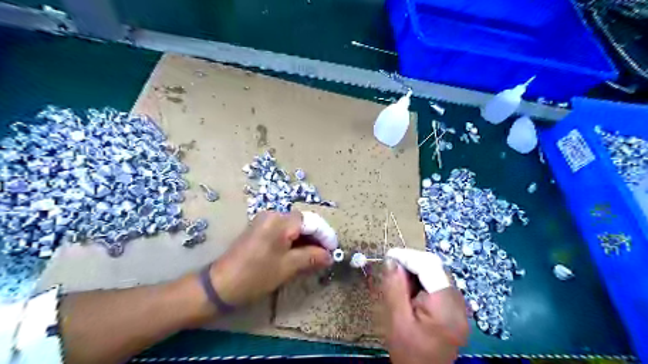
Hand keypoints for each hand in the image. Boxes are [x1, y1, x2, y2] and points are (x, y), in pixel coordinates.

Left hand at [211, 210, 330, 306]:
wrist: (220, 285)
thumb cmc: (256, 275)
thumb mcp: (288, 267)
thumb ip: (312, 257)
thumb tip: (329, 256)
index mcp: (280, 221)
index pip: (311, 222)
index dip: (325, 235)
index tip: (335, 250)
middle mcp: (273, 215)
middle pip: (303, 222)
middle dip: (316, 237)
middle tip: (326, 255)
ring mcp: (265, 221)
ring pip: (294, 227)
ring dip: (306, 239)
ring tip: (316, 256)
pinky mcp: (260, 229)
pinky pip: (283, 230)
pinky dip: (294, 240)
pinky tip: (300, 253)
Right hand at [380, 258, 466, 363]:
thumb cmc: (409, 352)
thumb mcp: (397, 320)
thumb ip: (395, 287)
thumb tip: (391, 260)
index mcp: (446, 308)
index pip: (430, 267)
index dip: (409, 257)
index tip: (389, 256)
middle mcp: (459, 304)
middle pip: (437, 268)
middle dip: (413, 262)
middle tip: (392, 266)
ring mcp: (460, 307)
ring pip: (438, 274)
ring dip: (417, 270)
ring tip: (398, 277)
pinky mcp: (456, 310)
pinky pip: (439, 284)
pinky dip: (423, 280)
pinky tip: (410, 288)